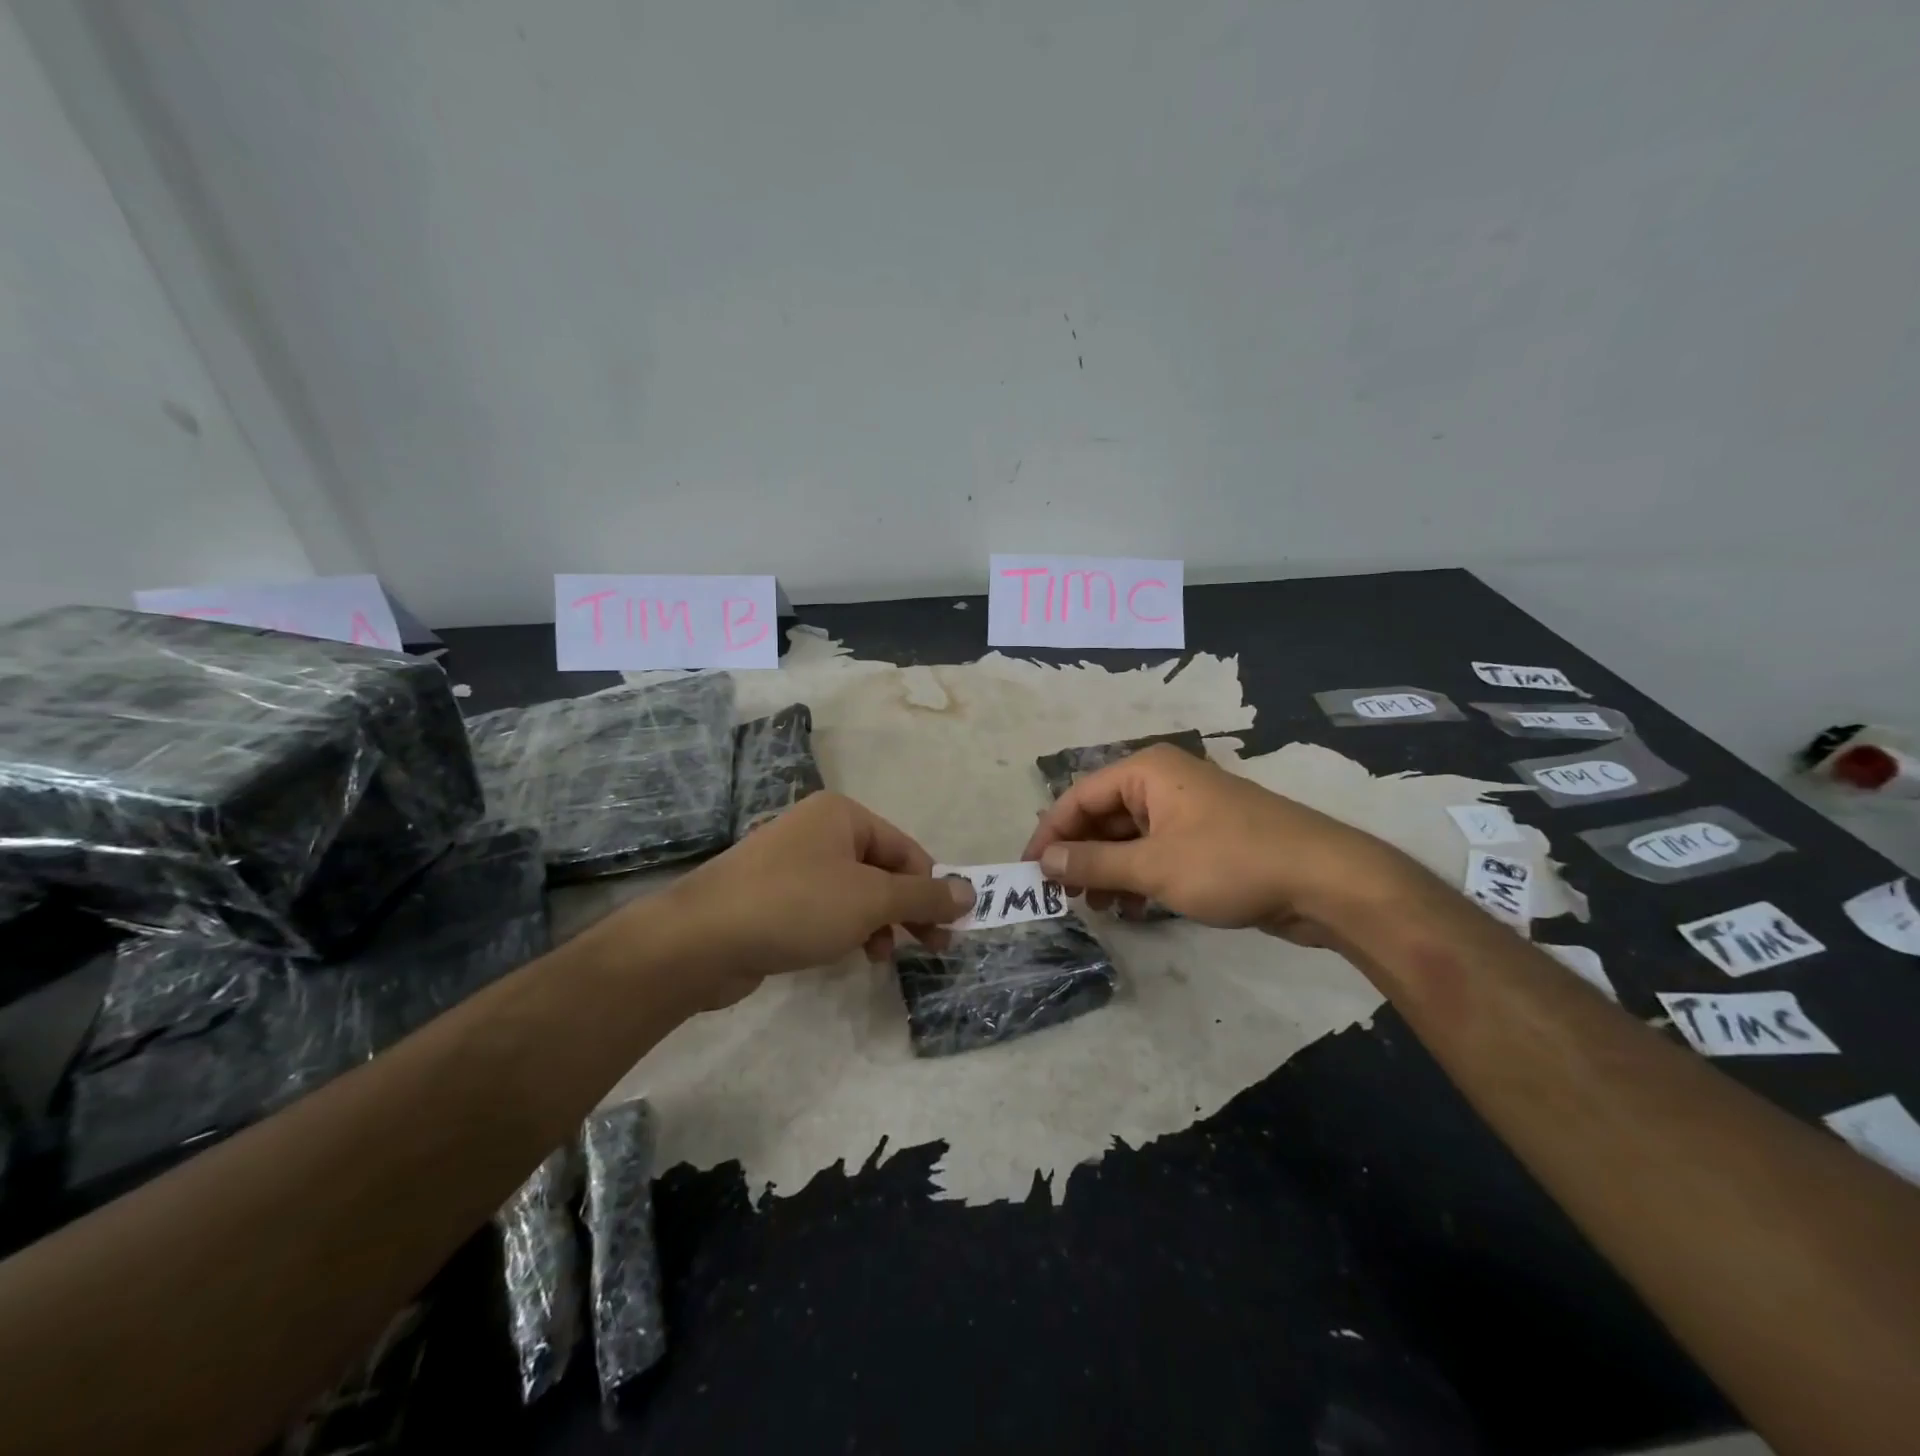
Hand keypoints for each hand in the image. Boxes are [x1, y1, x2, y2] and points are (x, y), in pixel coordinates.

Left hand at [646, 792, 972, 1007]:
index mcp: (843, 815)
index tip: (950, 929)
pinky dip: (845, 928)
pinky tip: (850, 954)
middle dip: (907, 909)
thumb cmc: (796, 905)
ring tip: (883, 955)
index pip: (906, 849)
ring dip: (878, 922)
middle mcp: (818, 830)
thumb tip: (971, 890)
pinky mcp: (774, 896)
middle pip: (881, 869)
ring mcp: (792, 863)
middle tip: (933, 948)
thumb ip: (924, 896)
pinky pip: (825, 907)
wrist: (701, 939)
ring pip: (854, 892)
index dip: (931, 888)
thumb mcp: (871, 900)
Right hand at [1022, 743, 1429, 944]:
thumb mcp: (1153, 866)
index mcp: (1146, 771)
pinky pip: (1156, 851)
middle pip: (1103, 815)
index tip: (1029, 872)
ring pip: (1129, 837)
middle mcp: (1163, 781)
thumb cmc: (1231, 863)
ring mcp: (1187, 810)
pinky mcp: (1207, 837)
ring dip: (1108, 870)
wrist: (1326, 881)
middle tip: (1063, 896)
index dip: (1050, 834)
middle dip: (1081, 855)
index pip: (1078, 796)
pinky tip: (1132, 908)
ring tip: (1097, 908)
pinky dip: (1139, 876)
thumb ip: (1093, 862)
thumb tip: (1044, 860)